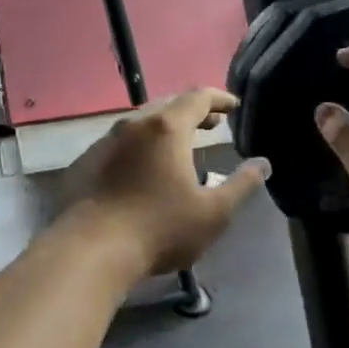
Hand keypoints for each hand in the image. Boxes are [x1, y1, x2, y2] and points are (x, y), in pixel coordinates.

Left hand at [62, 89, 270, 275]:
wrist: (91, 250)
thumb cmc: (160, 229)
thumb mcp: (213, 212)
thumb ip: (241, 184)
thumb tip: (262, 164)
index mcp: (167, 128)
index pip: (198, 97)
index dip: (219, 99)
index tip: (233, 107)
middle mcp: (134, 125)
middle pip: (168, 105)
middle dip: (192, 112)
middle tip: (211, 125)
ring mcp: (104, 142)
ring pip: (140, 124)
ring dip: (164, 129)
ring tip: (179, 146)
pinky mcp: (86, 162)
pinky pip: (119, 144)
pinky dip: (139, 147)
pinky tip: (142, 170)